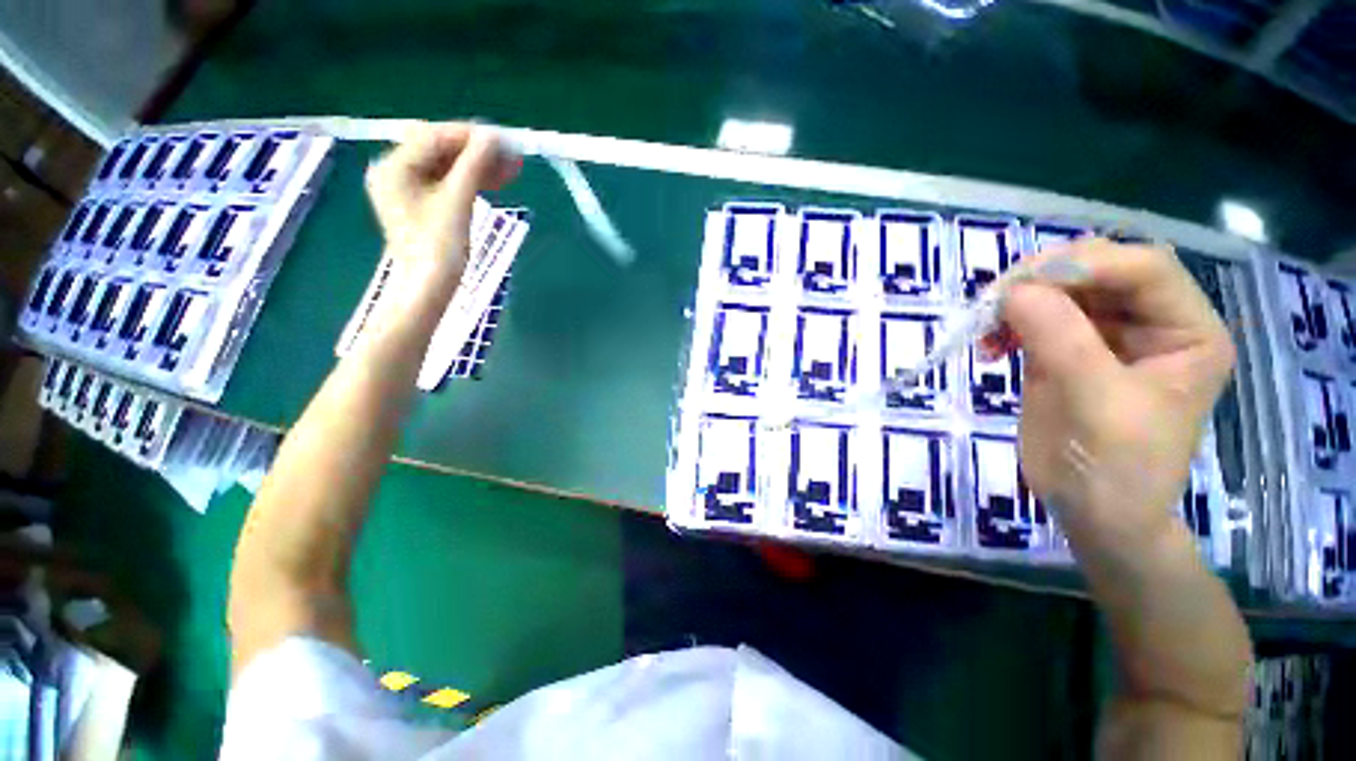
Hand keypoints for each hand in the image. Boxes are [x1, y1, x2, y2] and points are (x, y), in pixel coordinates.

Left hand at [364, 123, 519, 300]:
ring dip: (478, 166)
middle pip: (440, 150)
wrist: (429, 288)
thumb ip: (473, 165)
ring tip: (512, 170)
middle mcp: (396, 171)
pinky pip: (448, 183)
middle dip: (477, 151)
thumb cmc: (439, 247)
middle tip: (512, 157)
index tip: (504, 140)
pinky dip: (471, 181)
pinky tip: (495, 181)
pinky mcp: (422, 204)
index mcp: (394, 166)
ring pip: (447, 167)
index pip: (434, 136)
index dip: (470, 135)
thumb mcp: (458, 201)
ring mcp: (408, 189)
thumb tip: (493, 136)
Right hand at [997, 239, 1235, 553]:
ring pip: (1060, 290)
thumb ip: (1062, 340)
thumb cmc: (1117, 470)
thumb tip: (1014, 290)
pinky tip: (989, 346)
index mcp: (1187, 332)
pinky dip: (1006, 324)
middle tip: (995, 304)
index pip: (1145, 268)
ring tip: (986, 330)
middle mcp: (1152, 323)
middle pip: (1099, 270)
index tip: (1022, 287)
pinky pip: (1034, 318)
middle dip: (1044, 279)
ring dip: (1018, 302)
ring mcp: (1106, 336)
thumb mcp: (1097, 404)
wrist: (1094, 514)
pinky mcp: (1066, 351)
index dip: (1086, 265)